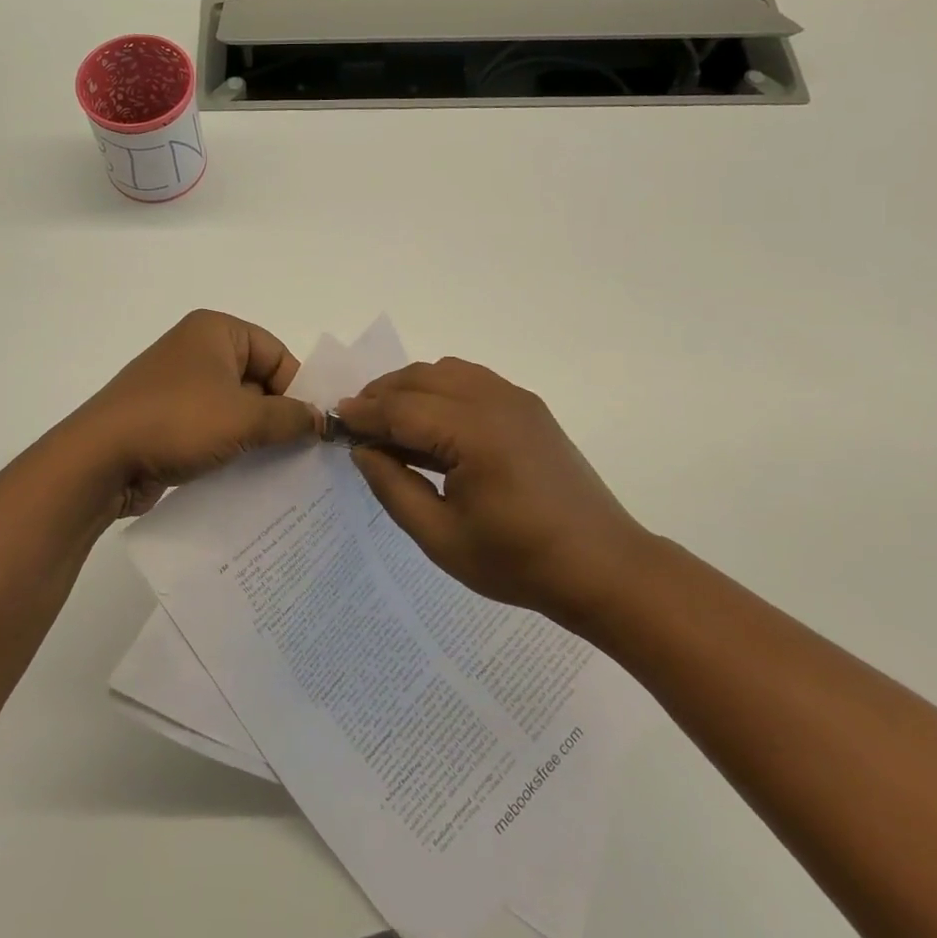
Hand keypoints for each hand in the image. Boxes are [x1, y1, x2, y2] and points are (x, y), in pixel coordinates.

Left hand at [65, 310, 323, 519]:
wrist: (99, 459)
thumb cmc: (177, 421)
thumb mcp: (244, 417)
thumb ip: (290, 417)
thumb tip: (324, 420)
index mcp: (215, 331)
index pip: (276, 353)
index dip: (298, 389)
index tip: (315, 428)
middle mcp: (196, 351)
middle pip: (257, 381)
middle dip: (279, 416)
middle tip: (305, 454)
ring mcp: (178, 387)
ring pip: (235, 409)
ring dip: (256, 436)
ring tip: (282, 470)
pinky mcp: (167, 420)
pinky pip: (211, 429)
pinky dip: (230, 448)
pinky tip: (249, 478)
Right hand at [335, 358, 652, 621]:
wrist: (604, 567)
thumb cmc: (518, 562)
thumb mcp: (441, 538)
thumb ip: (393, 488)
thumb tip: (364, 449)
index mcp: (473, 433)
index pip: (401, 409)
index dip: (363, 414)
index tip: (333, 421)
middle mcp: (494, 401)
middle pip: (420, 378)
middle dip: (380, 394)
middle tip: (355, 422)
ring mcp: (516, 399)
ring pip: (446, 370)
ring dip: (410, 386)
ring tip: (389, 420)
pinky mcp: (529, 407)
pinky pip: (472, 379)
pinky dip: (440, 387)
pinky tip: (432, 421)